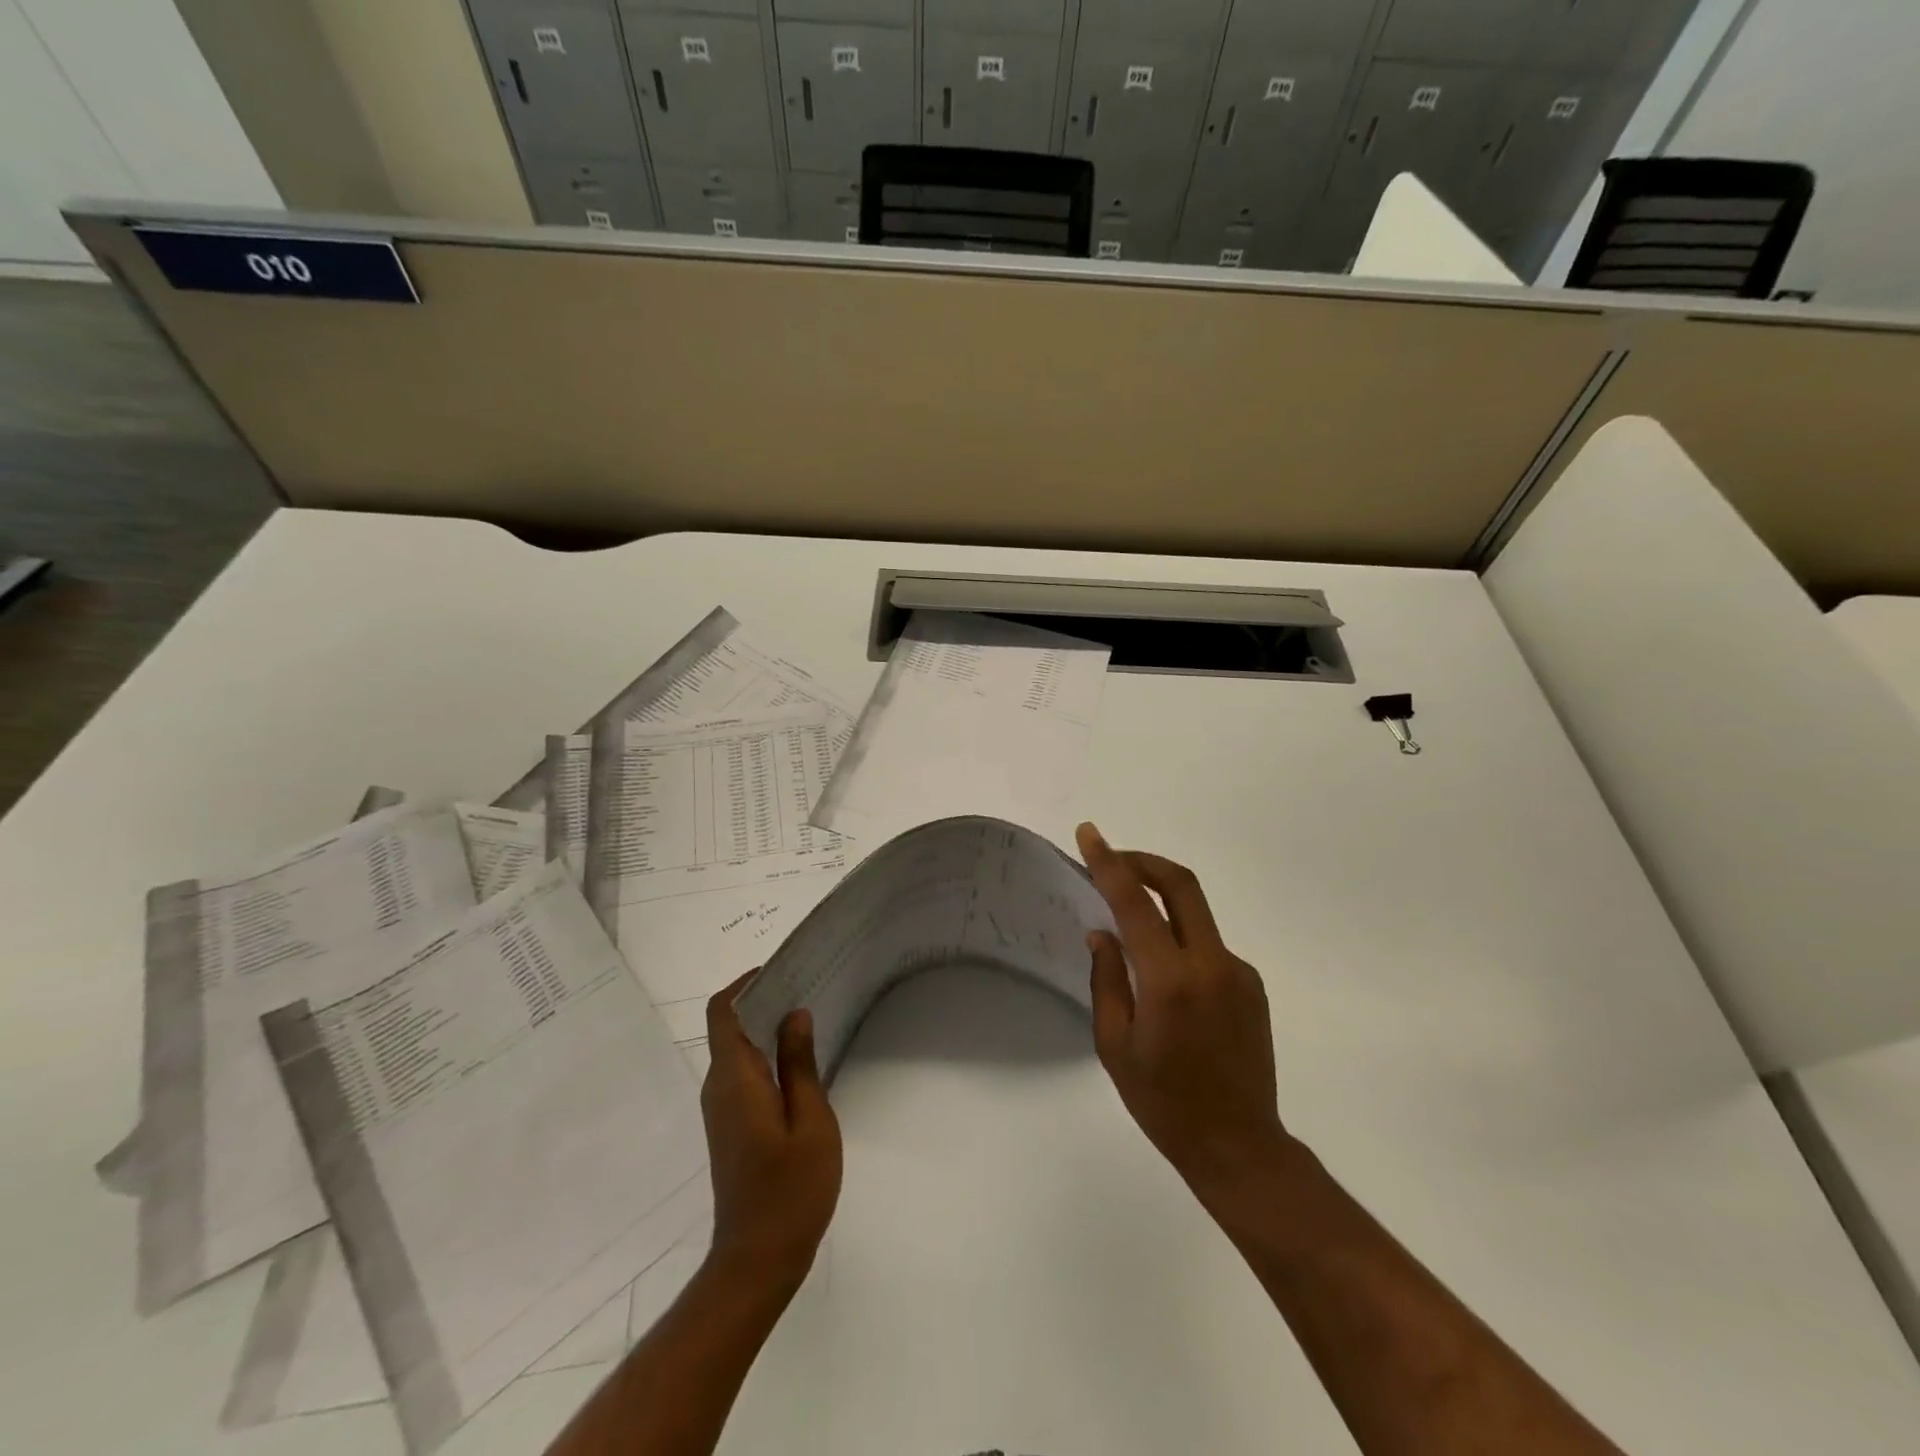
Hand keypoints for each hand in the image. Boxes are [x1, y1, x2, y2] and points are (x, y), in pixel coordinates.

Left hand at [700, 974, 841, 1290]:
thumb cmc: (790, 1189)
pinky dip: (766, 1056)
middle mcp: (718, 1088)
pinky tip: (801, 1061)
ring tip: (810, 1017)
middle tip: (808, 986)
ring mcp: (722, 1110)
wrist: (758, 1260)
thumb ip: (800, 1063)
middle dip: (763, 1000)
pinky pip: (743, 1074)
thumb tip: (794, 1014)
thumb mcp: (810, 1120)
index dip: (744, 983)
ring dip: (766, 1029)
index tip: (782, 970)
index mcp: (734, 1079)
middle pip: (729, 1027)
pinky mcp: (730, 1127)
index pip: (722, 1012)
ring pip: (737, 1051)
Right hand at [1077, 823, 1289, 1198]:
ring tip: (1129, 926)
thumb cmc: (1164, 1103)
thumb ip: (1107, 980)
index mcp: (1169, 981)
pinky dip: (1179, 939)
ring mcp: (1237, 972)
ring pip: (1194, 913)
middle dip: (1143, 860)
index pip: (1134, 902)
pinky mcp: (1251, 984)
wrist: (1240, 1146)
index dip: (1109, 861)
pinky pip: (1207, 945)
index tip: (1089, 834)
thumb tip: (1102, 933)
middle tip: (1112, 858)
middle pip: (1181, 884)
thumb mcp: (1115, 1045)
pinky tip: (1164, 976)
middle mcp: (1210, 964)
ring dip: (1160, 902)